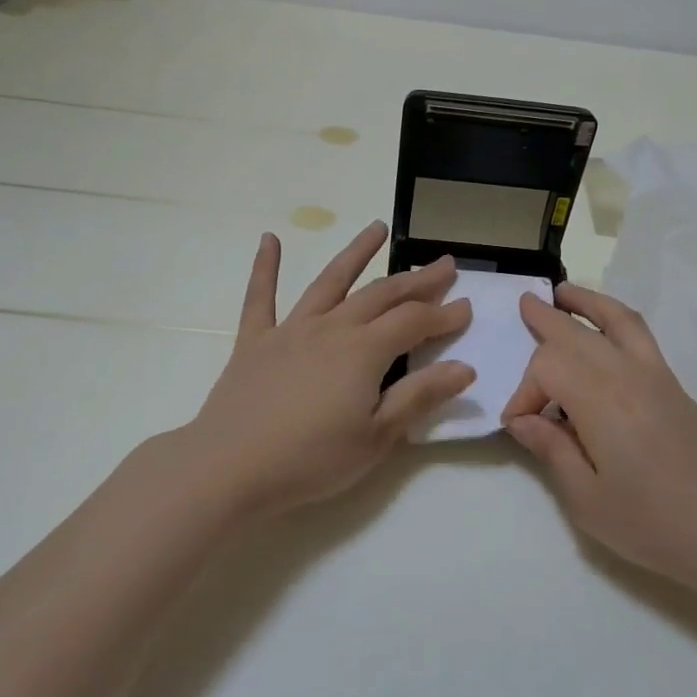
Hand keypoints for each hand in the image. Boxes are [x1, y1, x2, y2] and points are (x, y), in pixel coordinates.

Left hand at [182, 222, 474, 516]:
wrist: (229, 469)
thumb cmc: (311, 460)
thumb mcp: (377, 437)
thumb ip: (420, 397)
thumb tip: (465, 367)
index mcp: (364, 352)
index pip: (414, 322)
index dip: (443, 314)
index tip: (467, 307)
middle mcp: (331, 328)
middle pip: (381, 295)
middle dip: (417, 279)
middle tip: (444, 265)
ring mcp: (290, 330)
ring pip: (330, 281)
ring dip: (356, 253)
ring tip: (377, 227)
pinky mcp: (254, 342)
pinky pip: (261, 297)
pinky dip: (266, 267)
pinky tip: (269, 240)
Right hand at [501, 283, 696, 600]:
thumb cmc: (653, 524)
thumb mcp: (586, 499)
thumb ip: (551, 450)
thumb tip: (522, 419)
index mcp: (602, 402)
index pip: (548, 368)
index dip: (524, 391)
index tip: (519, 427)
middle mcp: (629, 376)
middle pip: (579, 334)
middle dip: (547, 320)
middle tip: (524, 304)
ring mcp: (657, 377)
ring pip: (617, 321)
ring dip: (588, 302)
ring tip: (563, 292)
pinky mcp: (675, 387)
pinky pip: (641, 336)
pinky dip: (616, 319)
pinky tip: (605, 329)